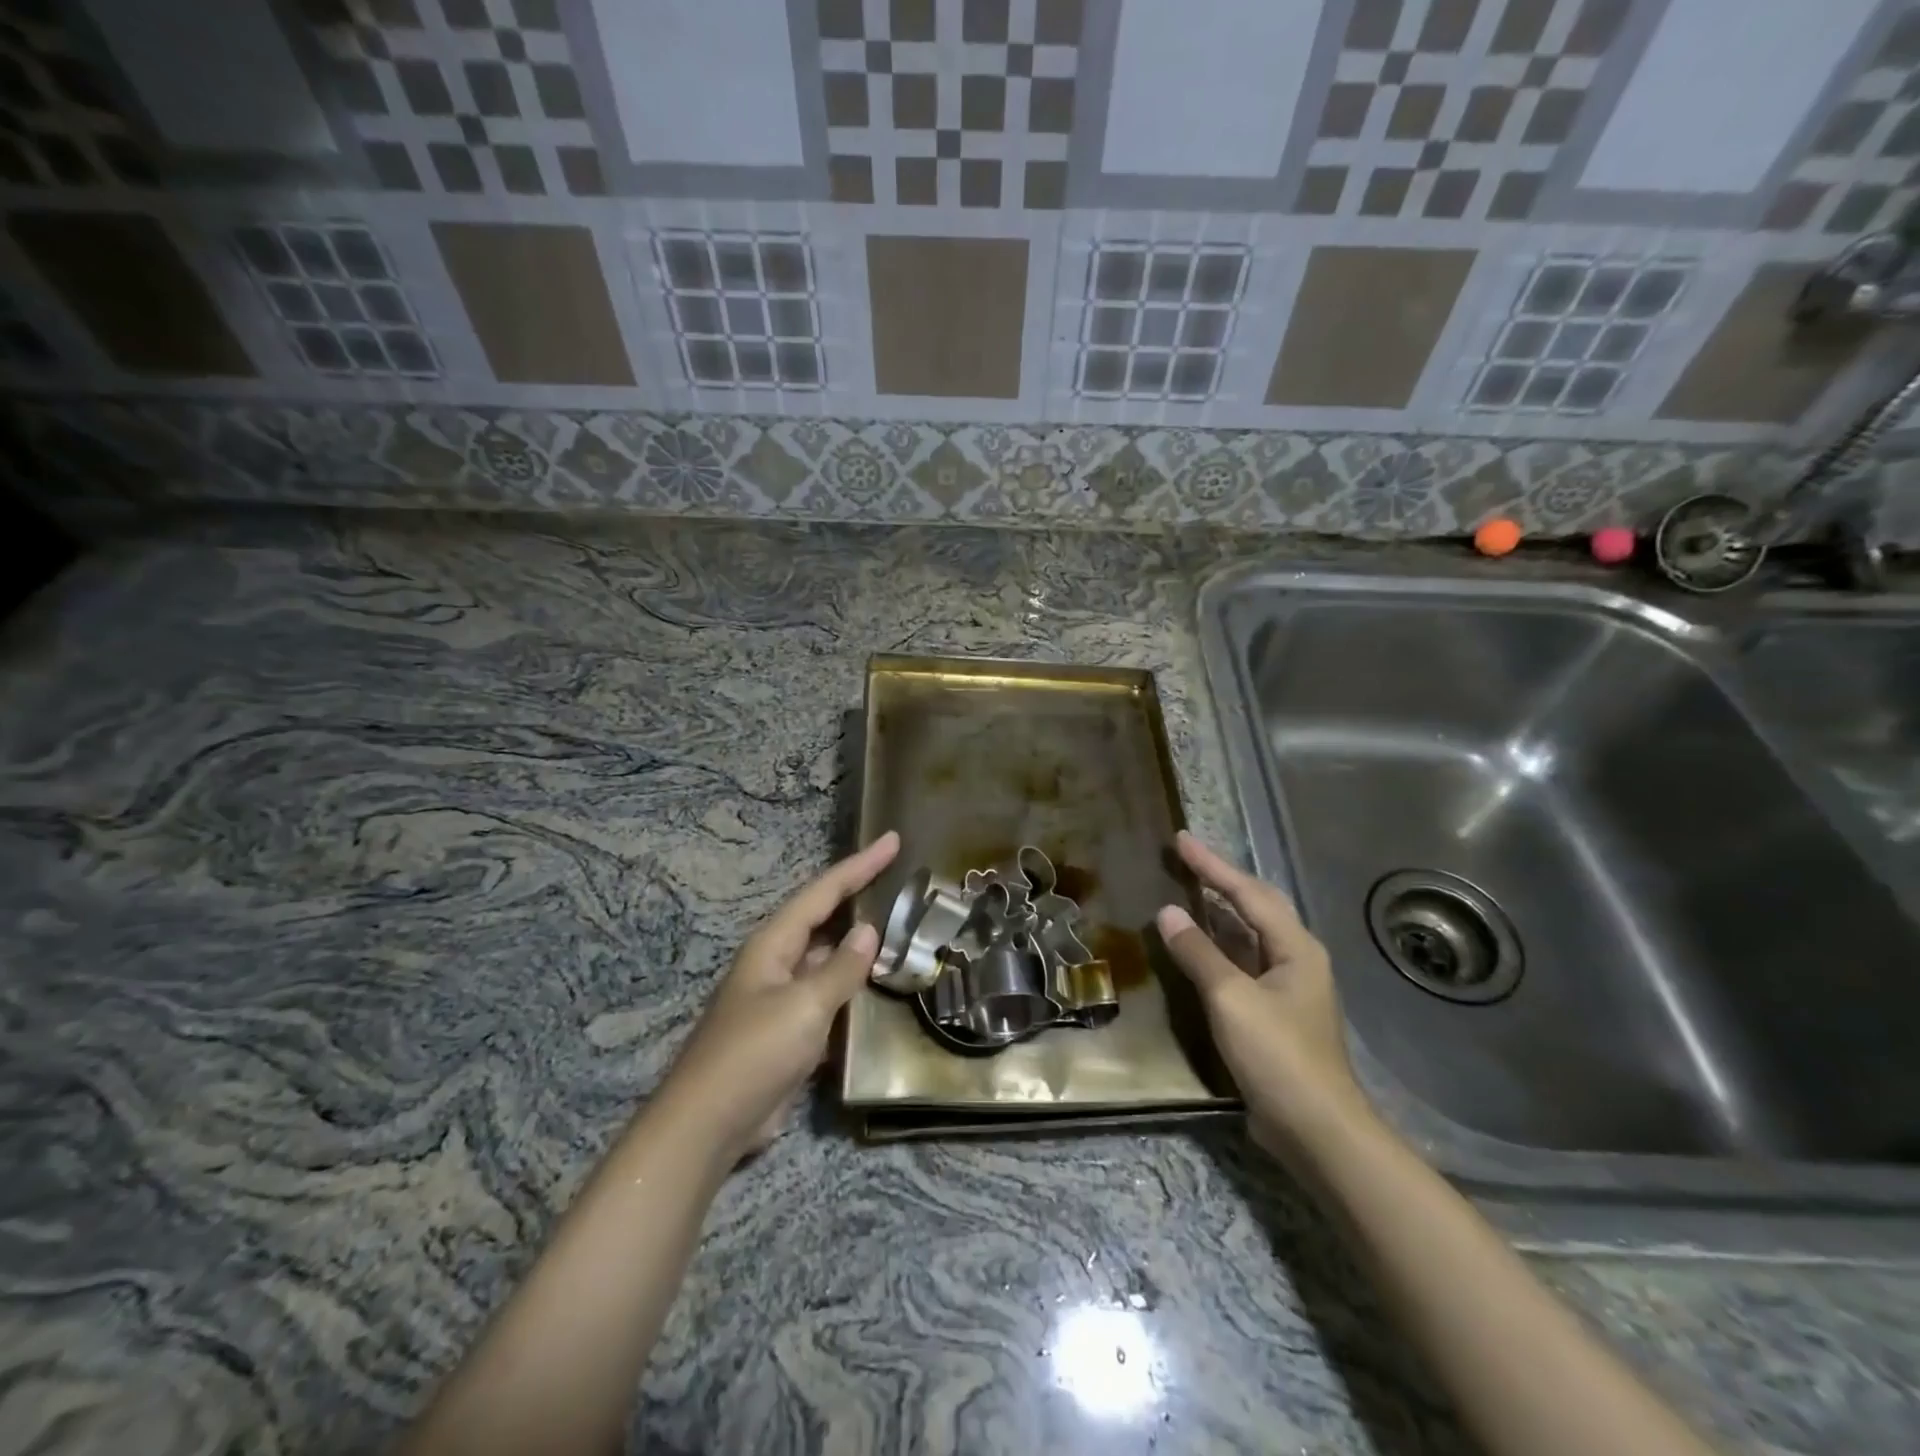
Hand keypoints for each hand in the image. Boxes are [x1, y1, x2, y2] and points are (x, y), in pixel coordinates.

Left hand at [659, 831, 899, 1168]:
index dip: (860, 865)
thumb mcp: (804, 1006)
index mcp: (774, 943)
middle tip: (901, 877)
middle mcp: (778, 961)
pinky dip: (854, 983)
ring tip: (901, 926)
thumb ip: (841, 969)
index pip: (824, 891)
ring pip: (829, 956)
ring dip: (860, 943)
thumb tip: (869, 931)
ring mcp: (783, 996)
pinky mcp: (790, 1029)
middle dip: (860, 895)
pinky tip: (880, 985)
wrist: (710, 1124)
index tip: (893, 840)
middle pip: (825, 917)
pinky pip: (829, 993)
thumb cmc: (754, 1053)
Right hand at [1156, 831, 1372, 1165]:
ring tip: (1187, 891)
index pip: (1247, 892)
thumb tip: (1168, 912)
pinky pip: (1243, 964)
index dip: (1212, 864)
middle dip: (1221, 879)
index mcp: (1295, 947)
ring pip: (1250, 936)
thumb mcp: (1231, 998)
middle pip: (1255, 906)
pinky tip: (1197, 947)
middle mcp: (1297, 959)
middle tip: (1185, 858)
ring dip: (1219, 912)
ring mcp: (1288, 988)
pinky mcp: (1275, 1014)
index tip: (1180, 840)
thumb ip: (1198, 952)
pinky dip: (1218, 947)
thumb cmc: (1278, 1055)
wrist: (1317, 1131)